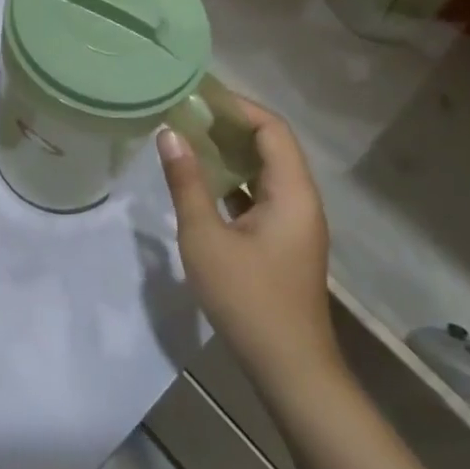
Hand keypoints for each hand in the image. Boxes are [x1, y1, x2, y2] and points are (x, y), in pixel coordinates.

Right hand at [159, 98, 336, 386]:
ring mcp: (294, 223)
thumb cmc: (248, 299)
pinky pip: (260, 194)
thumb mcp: (206, 237)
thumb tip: (169, 133)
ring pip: (265, 171)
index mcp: (292, 193)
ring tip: (189, 138)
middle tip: (186, 113)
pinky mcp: (284, 242)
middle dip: (230, 125)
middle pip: (271, 145)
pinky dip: (234, 179)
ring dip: (230, 152)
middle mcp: (300, 200)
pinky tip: (202, 181)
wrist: (290, 371)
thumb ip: (187, 182)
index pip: (271, 129)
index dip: (237, 107)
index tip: (198, 97)